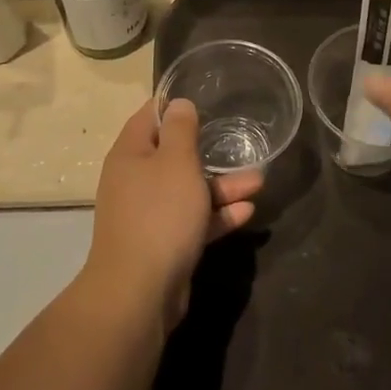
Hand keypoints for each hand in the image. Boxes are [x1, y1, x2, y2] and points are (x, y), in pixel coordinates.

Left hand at [84, 99, 260, 325]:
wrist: (139, 291)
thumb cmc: (159, 214)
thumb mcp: (176, 163)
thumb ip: (181, 130)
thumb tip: (178, 103)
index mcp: (130, 155)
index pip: (149, 117)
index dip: (174, 106)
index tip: (204, 99)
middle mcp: (136, 181)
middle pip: (174, 157)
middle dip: (210, 151)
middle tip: (242, 144)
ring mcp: (150, 215)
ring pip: (189, 191)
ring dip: (222, 185)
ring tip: (259, 181)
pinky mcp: (165, 244)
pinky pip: (194, 221)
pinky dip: (218, 215)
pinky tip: (247, 211)